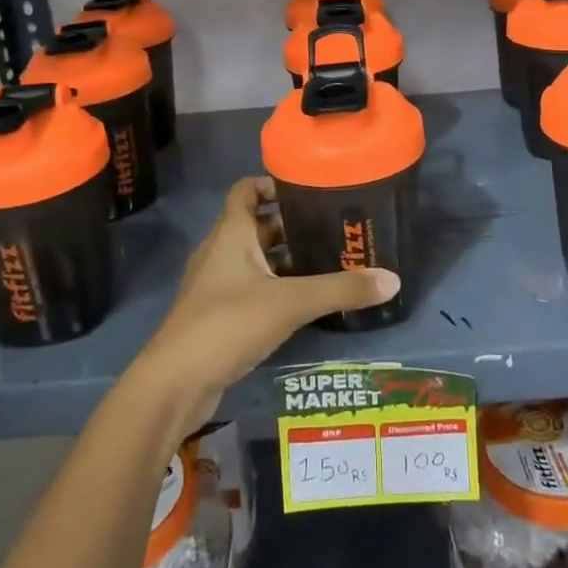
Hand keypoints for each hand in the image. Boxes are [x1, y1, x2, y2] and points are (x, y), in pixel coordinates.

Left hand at [130, 177, 398, 439]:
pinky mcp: (218, 316)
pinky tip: (305, 303)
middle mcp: (220, 252)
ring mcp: (216, 286)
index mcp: (231, 234)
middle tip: (331, 227)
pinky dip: (276, 288)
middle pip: (256, 225)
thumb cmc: (227, 323)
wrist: (175, 383)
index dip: (271, 183)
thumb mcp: (290, 303)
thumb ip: (340, 290)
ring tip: (327, 262)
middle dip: (291, 225)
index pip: (245, 190)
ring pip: (255, 260)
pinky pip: (252, 289)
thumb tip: (392, 279)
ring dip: (285, 259)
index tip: (307, 187)